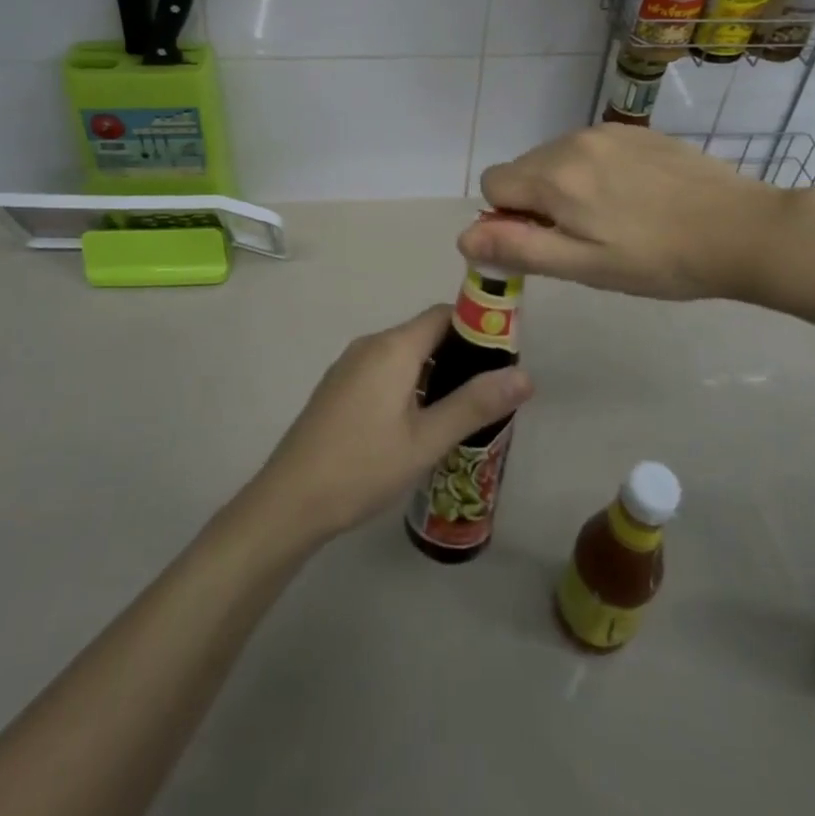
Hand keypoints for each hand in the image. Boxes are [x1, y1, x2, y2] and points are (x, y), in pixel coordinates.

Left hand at [249, 306, 532, 546]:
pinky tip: (419, 423)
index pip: (444, 315)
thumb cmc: (362, 466)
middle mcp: (370, 345)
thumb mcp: (426, 440)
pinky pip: (384, 371)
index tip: (504, 356)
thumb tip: (525, 374)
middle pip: (425, 333)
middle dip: (460, 355)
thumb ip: (475, 404)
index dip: (477, 327)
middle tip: (490, 393)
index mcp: (393, 347)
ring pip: (404, 355)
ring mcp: (349, 365)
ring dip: (435, 373)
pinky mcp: (338, 387)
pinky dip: (409, 384)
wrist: (289, 500)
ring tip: (462, 411)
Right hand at [458, 125, 799, 301]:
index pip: (493, 184)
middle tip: (582, 238)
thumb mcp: (585, 266)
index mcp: (555, 176)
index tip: (547, 242)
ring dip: (565, 187)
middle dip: (535, 202)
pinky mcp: (637, 132)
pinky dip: (595, 173)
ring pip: (556, 158)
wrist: (744, 230)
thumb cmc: (659, 260)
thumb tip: (463, 237)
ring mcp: (608, 132)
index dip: (507, 217)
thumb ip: (520, 248)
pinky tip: (636, 199)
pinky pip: (591, 149)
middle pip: (523, 169)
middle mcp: (573, 141)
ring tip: (613, 219)